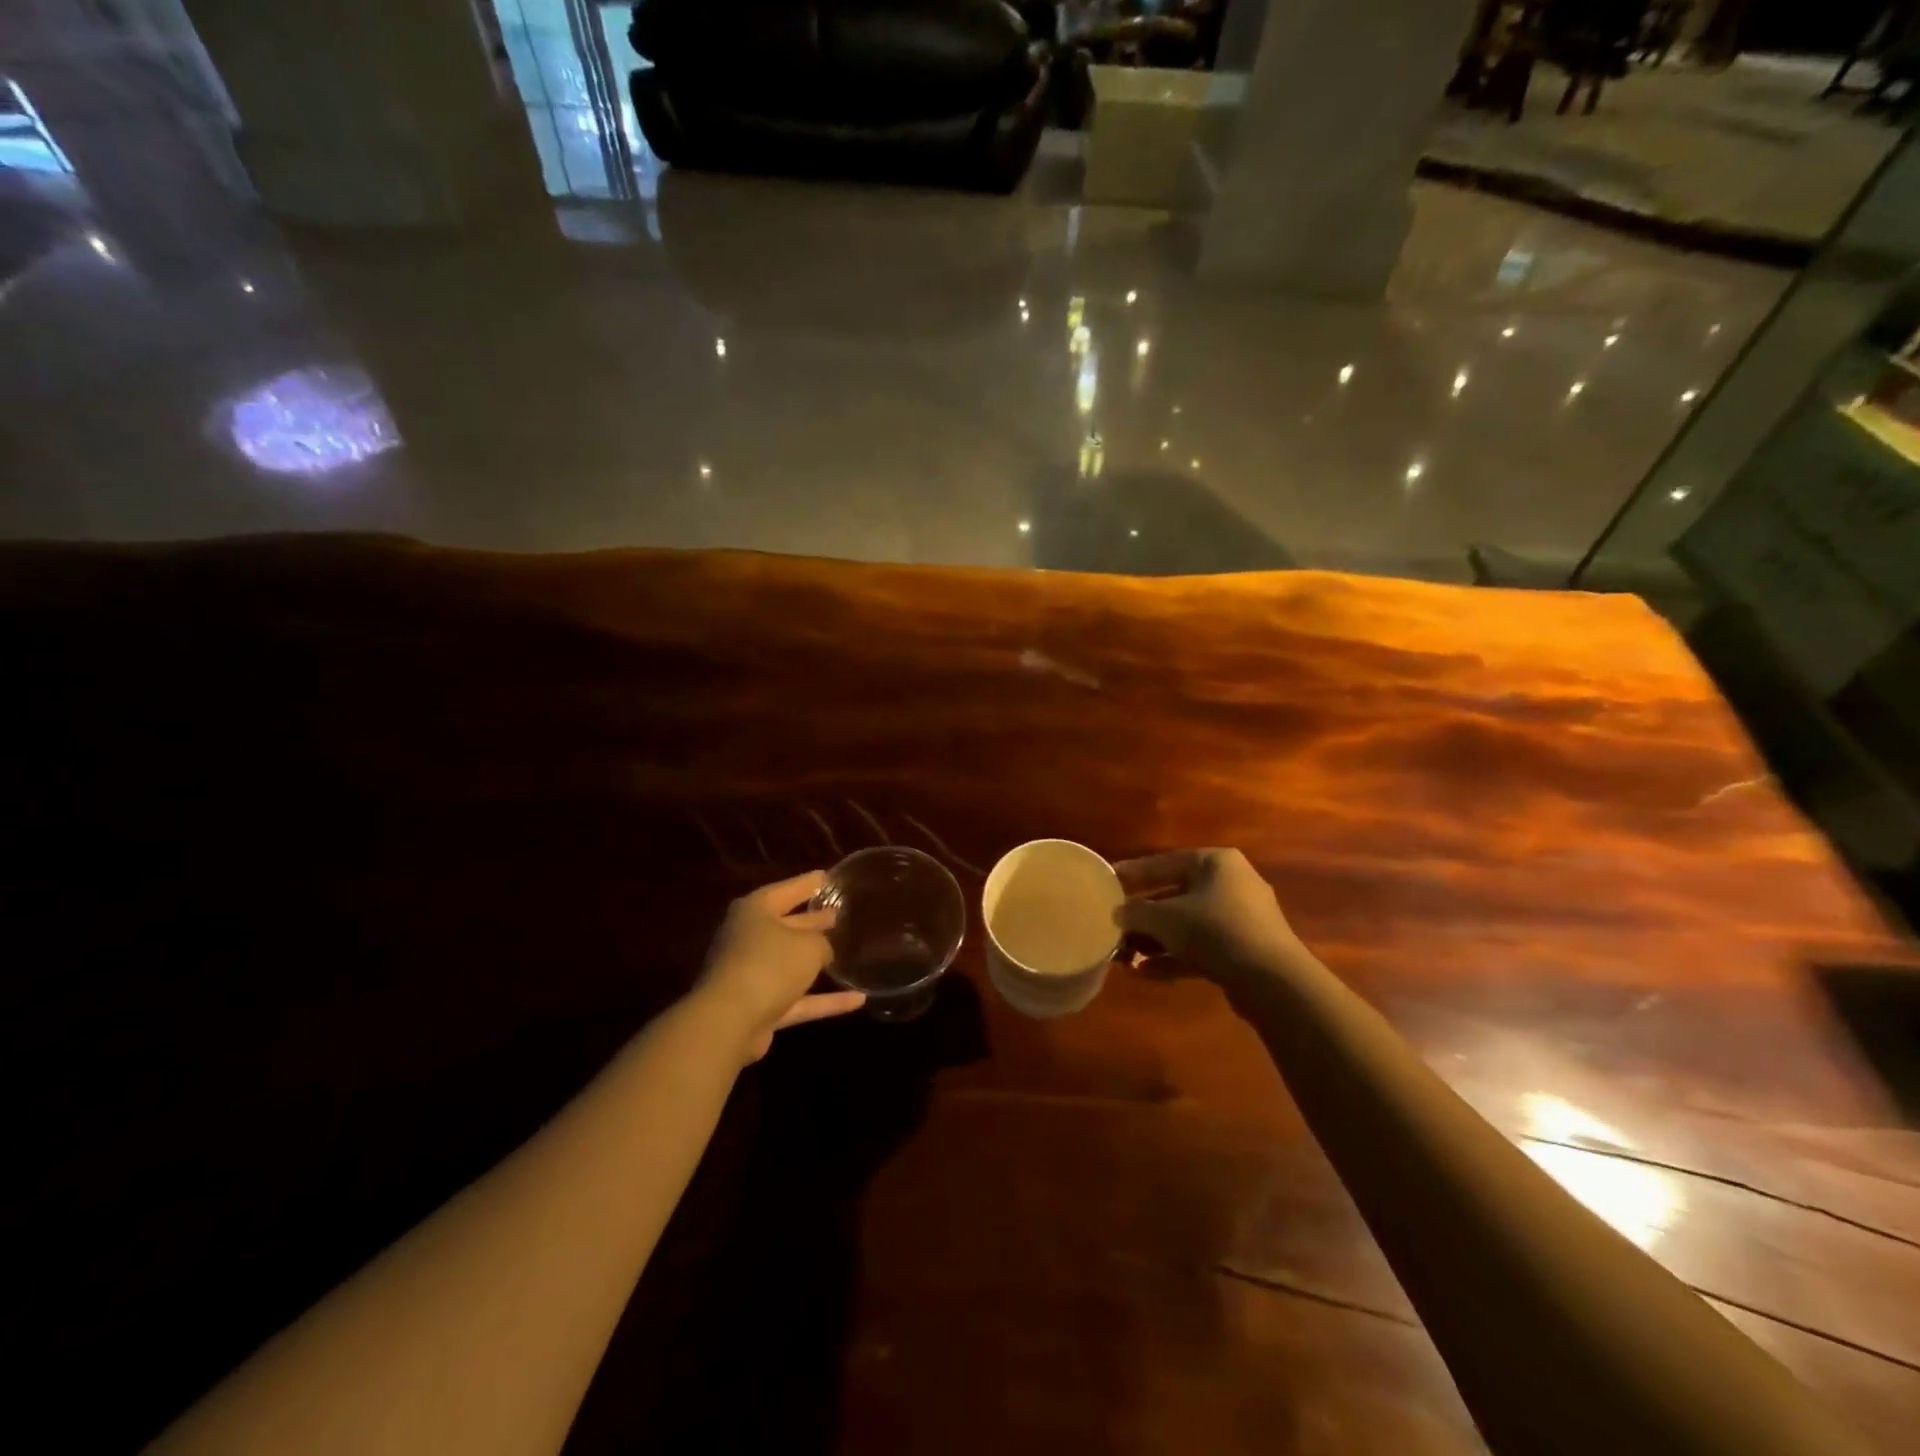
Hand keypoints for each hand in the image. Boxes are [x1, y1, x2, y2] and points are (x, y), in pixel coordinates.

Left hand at [696, 870, 865, 1061]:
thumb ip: (822, 942)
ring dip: (815, 960)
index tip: (829, 877)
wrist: (729, 1022)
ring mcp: (751, 974)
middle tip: (837, 914)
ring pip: (790, 962)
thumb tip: (822, 950)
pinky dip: (824, 1000)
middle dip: (811, 921)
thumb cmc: (769, 965)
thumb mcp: (808, 945)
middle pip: (785, 925)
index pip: (787, 890)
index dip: (810, 883)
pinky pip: (797, 998)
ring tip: (848, 951)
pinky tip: (857, 1000)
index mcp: (755, 911)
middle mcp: (749, 938)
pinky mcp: (759, 1007)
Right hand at [1113, 848, 1303, 995]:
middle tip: (1114, 925)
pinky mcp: (1245, 951)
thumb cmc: (1214, 930)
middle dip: (1143, 915)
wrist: (1272, 980)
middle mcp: (1231, 883)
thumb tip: (1118, 913)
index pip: (1164, 862)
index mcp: (1215, 862)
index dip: (1133, 873)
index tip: (1108, 881)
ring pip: (1188, 925)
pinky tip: (1144, 973)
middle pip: (1176, 895)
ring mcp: (1241, 919)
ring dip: (1156, 941)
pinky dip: (1174, 957)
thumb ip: (1136, 912)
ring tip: (1124, 955)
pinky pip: (1202, 948)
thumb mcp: (1165, 918)